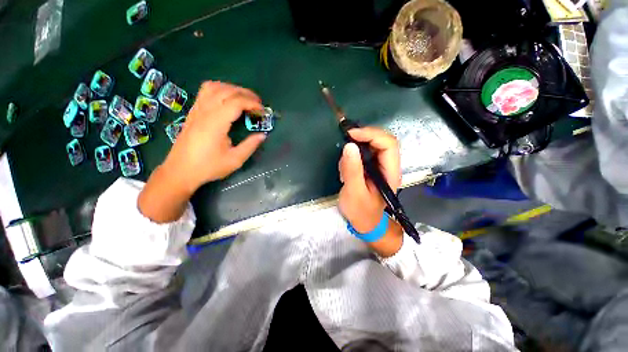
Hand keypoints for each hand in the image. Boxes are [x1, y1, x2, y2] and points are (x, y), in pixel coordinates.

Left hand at [138, 81, 265, 222]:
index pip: (236, 102)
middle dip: (245, 93)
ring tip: (244, 99)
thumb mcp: (234, 160)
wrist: (180, 171)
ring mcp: (197, 110)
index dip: (252, 103)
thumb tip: (263, 135)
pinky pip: (205, 92)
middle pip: (226, 91)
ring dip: (232, 89)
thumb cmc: (208, 167)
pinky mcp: (193, 112)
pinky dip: (220, 90)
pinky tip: (227, 100)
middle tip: (258, 104)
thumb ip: (250, 145)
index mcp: (215, 123)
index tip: (263, 111)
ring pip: (214, 87)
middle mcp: (205, 112)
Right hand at [338, 127, 401, 232]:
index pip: (388, 144)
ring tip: (344, 163)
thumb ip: (352, 170)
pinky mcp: (371, 168)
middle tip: (345, 138)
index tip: (351, 134)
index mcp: (390, 172)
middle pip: (382, 141)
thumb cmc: (360, 211)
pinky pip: (364, 153)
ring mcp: (380, 167)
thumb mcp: (354, 192)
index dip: (371, 134)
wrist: (364, 223)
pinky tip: (345, 168)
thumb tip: (349, 146)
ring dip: (356, 147)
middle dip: (363, 137)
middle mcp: (388, 166)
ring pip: (372, 145)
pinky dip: (353, 155)